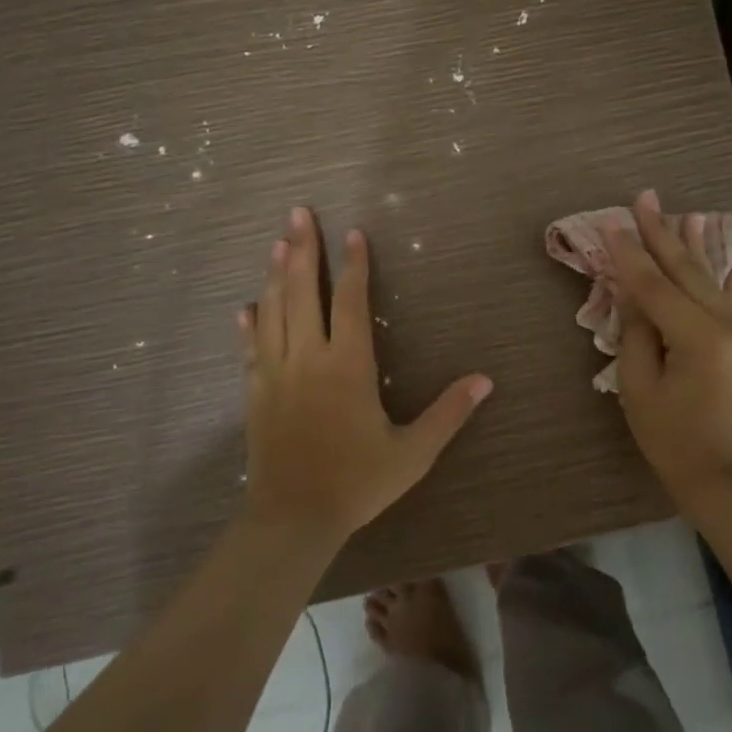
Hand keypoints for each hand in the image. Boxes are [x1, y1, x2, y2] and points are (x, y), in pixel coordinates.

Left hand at [238, 207, 493, 544]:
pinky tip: (245, 306)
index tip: (353, 233)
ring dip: (274, 273)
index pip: (350, 301)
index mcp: (347, 366)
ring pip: (272, 311)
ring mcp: (275, 373)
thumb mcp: (413, 452)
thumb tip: (486, 380)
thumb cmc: (357, 482)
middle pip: (302, 291)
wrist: (293, 518)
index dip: (352, 265)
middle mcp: (308, 358)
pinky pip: (250, 348)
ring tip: (276, 242)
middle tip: (298, 213)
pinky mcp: (254, 393)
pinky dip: (249, 323)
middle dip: (302, 249)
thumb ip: (449, 413)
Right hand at [603, 189, 731, 513]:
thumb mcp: (639, 388)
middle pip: (687, 273)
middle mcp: (730, 328)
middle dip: (662, 234)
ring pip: (713, 282)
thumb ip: (636, 333)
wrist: (727, 480)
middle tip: (645, 198)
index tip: (612, 223)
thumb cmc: (672, 440)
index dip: (630, 255)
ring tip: (687, 213)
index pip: (656, 287)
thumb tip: (632, 292)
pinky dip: (728, 282)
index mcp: (699, 339)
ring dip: (695, 247)